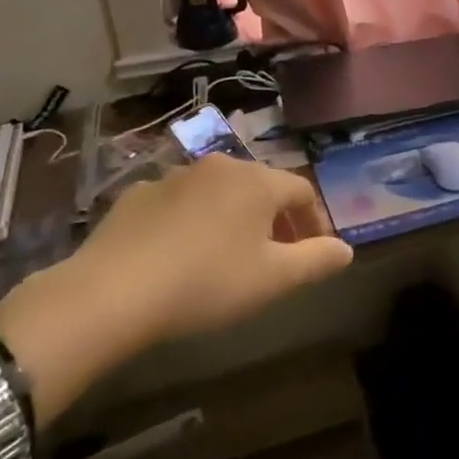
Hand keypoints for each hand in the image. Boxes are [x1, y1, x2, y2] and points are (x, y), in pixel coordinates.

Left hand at [0, 155, 352, 422]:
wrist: (112, 292)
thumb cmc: (207, 282)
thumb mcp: (273, 279)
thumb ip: (317, 260)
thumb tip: (346, 249)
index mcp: (257, 181)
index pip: (302, 191)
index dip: (315, 221)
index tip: (315, 252)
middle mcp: (219, 166)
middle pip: (261, 187)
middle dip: (275, 219)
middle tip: (275, 257)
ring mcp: (174, 177)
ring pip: (219, 193)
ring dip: (233, 218)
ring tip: (227, 256)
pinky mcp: (136, 195)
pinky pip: (178, 203)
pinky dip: (191, 221)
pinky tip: (179, 254)